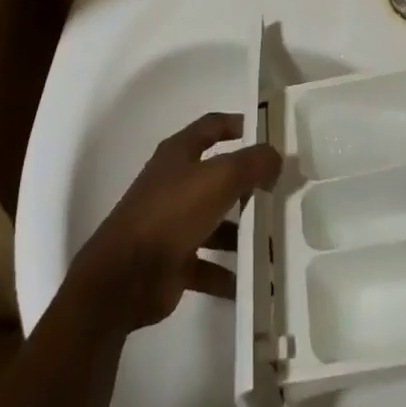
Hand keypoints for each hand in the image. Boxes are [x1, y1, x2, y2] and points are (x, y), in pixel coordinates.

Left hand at [69, 112, 282, 330]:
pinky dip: (227, 272)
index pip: (212, 126)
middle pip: (216, 175)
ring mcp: (172, 222)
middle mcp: (174, 183)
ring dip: (240, 230)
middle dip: (247, 183)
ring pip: (214, 220)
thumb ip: (252, 163)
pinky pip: (207, 263)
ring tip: (273, 239)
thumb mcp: (219, 179)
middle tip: (280, 190)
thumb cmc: (172, 213)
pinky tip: (252, 281)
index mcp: (179, 154)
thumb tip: (275, 157)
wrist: (124, 276)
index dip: (238, 124)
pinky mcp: (173, 260)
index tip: (268, 132)